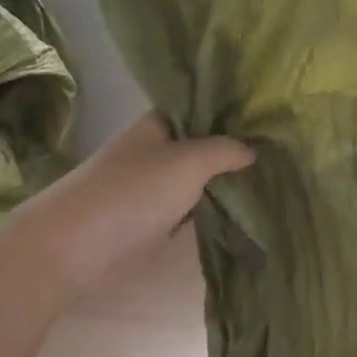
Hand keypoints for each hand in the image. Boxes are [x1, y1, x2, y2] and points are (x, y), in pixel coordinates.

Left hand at [18, 112, 253, 293]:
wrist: (75, 248)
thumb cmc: (133, 192)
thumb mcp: (190, 160)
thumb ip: (225, 150)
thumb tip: (252, 151)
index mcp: (159, 123)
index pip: (203, 108)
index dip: (234, 112)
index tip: (271, 118)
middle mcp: (157, 149)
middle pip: (204, 144)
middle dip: (235, 149)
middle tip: (281, 150)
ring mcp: (153, 186)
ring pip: (199, 178)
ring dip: (225, 181)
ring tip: (271, 177)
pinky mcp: (153, 220)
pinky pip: (191, 207)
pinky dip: (212, 207)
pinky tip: (243, 207)